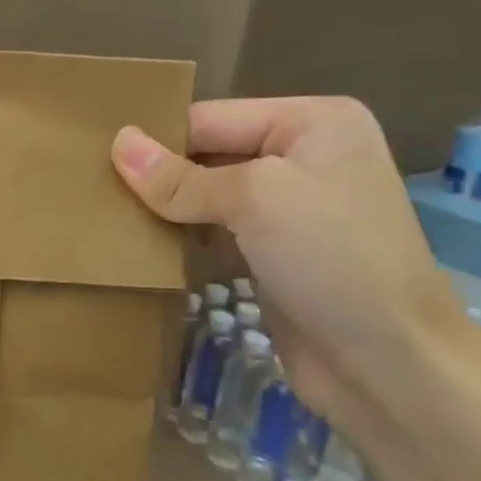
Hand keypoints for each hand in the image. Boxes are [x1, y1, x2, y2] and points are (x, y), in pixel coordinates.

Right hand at [111, 97, 480, 437]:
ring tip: (106, 220)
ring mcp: (289, 208)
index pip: (210, 118)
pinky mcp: (273, 253)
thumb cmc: (332, 259)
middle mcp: (302, 156)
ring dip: (163, 212)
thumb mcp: (255, 201)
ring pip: (205, 197)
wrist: (389, 362)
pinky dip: (181, 240)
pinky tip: (141, 250)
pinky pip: (213, 233)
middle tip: (91, 193)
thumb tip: (117, 143)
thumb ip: (180, 177)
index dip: (156, 140)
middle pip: (206, 155)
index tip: (93, 162)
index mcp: (311, 122)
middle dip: (157, 177)